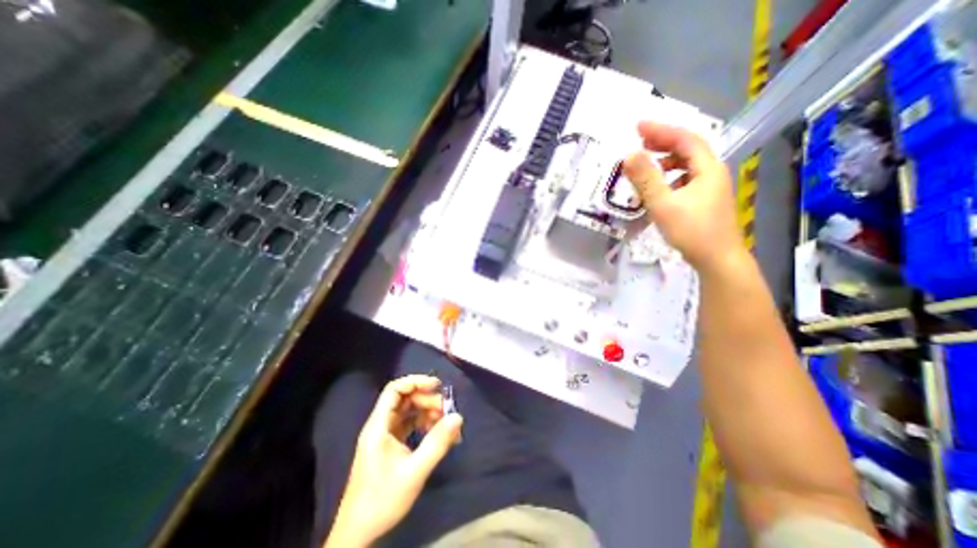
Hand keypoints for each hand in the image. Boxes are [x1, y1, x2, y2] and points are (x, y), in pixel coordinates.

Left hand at [325, 375, 461, 544]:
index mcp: (379, 426)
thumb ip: (437, 443)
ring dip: (426, 412)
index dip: (415, 382)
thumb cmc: (383, 499)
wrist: (358, 533)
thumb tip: (458, 417)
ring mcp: (384, 436)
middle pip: (404, 399)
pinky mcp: (390, 445)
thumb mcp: (414, 471)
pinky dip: (423, 424)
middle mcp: (380, 425)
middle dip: (426, 400)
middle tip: (446, 410)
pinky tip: (435, 432)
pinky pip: (408, 425)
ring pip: (407, 412)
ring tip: (444, 422)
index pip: (394, 390)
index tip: (437, 386)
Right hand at [626, 120, 750, 272]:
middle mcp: (712, 172)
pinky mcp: (704, 199)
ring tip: (645, 164)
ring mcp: (710, 186)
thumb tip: (628, 154)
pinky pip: (685, 178)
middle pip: (687, 148)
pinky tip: (659, 187)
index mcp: (707, 168)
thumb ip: (646, 180)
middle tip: (638, 142)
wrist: (717, 259)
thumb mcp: (664, 205)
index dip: (661, 130)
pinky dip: (669, 176)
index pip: (684, 139)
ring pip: (687, 164)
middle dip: (662, 142)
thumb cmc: (692, 231)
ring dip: (665, 160)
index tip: (637, 127)